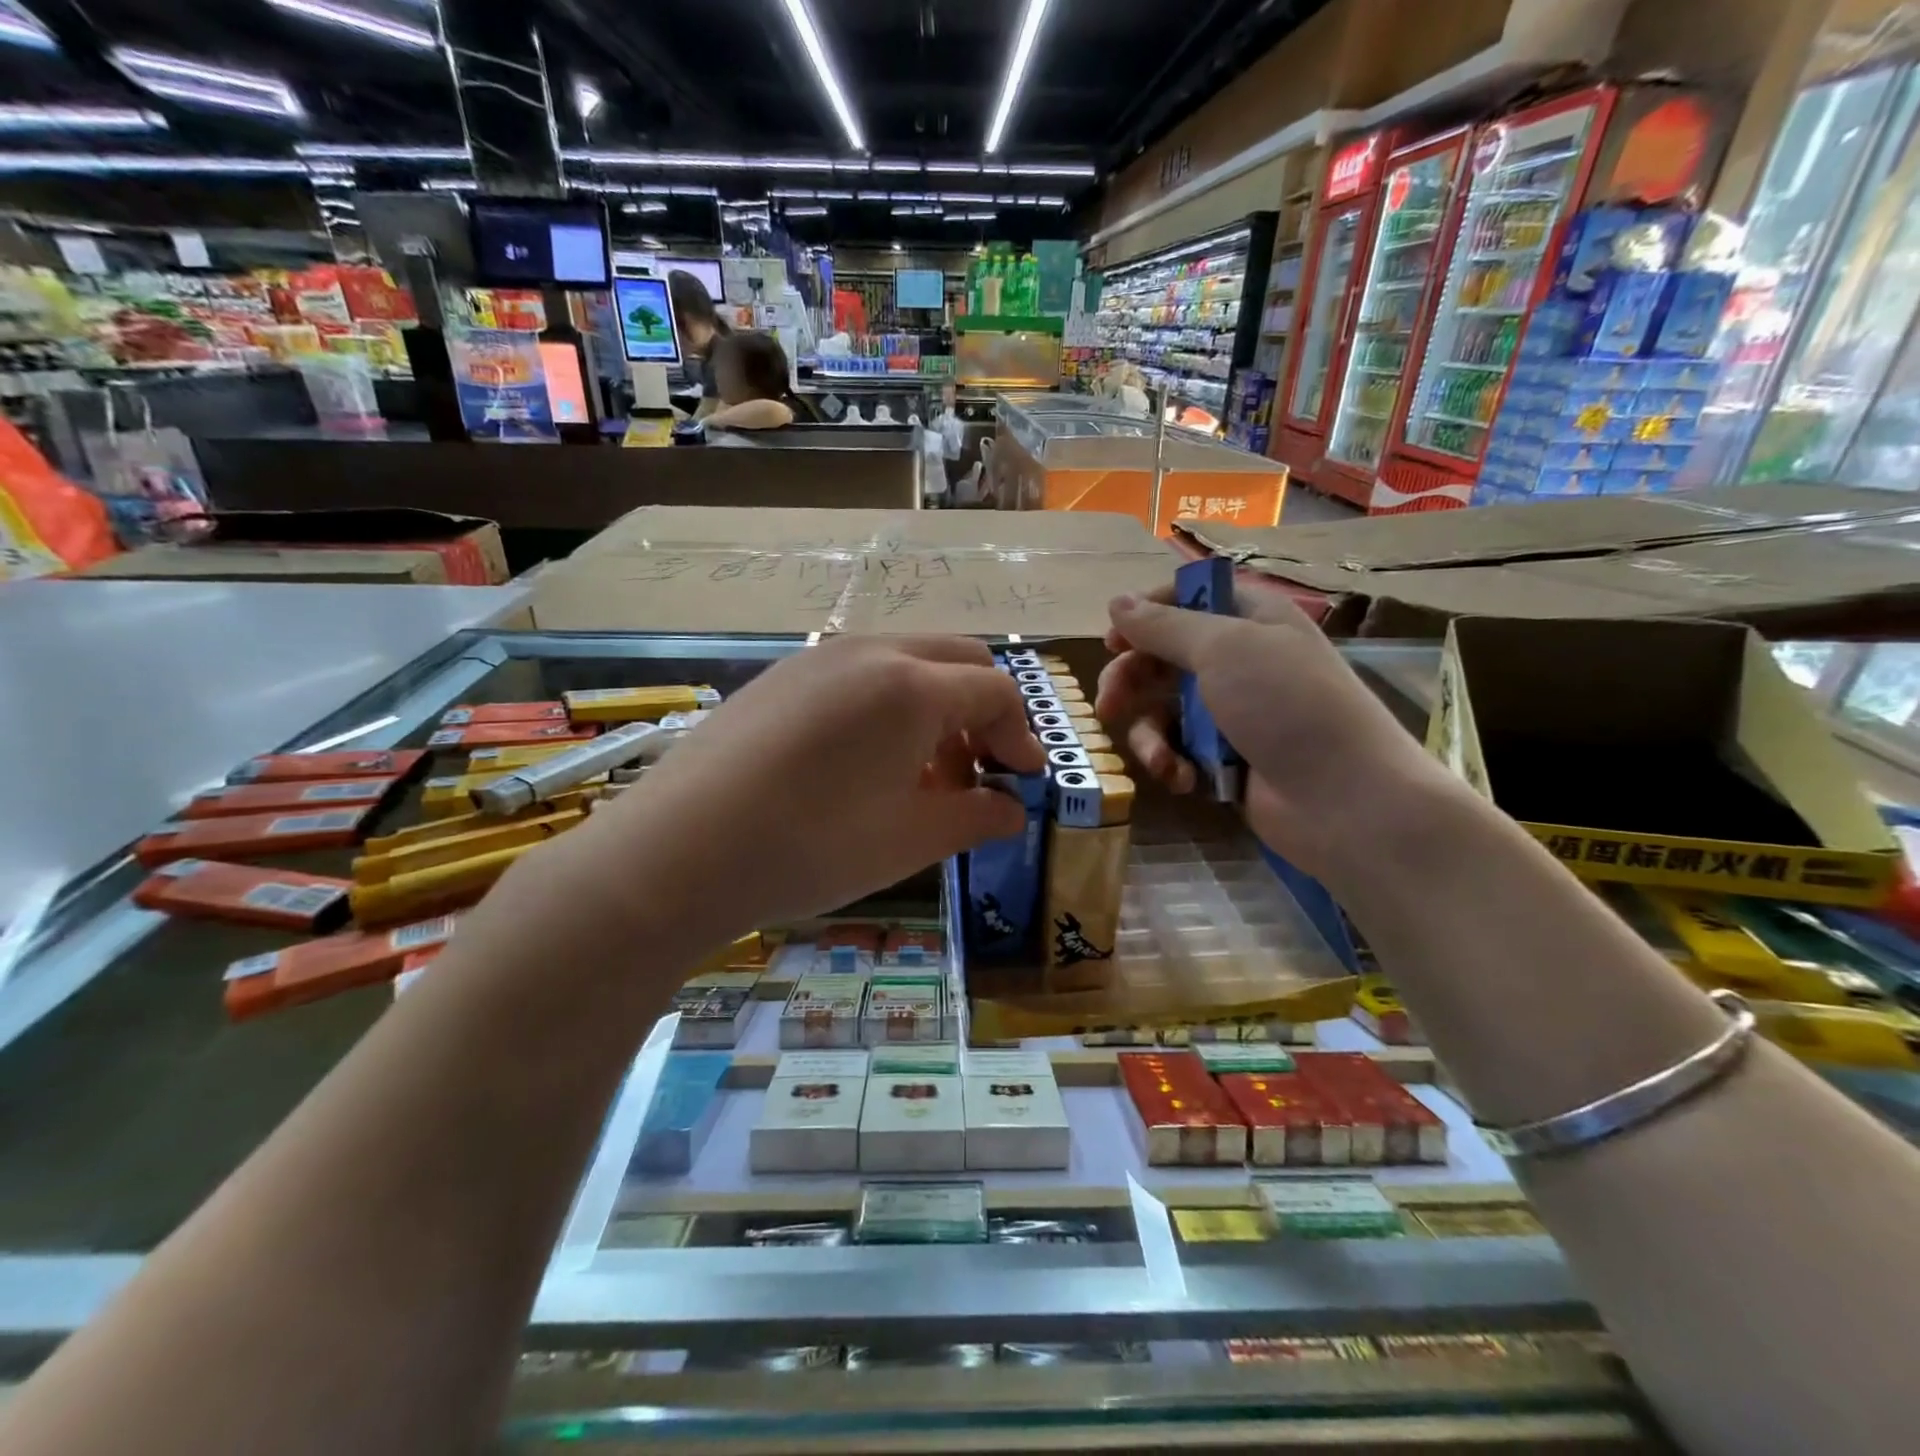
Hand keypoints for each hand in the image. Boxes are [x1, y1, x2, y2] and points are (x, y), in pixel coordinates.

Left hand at [581, 635, 1043, 942]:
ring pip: (907, 662)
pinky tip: (865, 763)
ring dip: (936, 707)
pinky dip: (889, 705)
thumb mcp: (910, 840)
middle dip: (983, 712)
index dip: (1021, 736)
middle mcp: (871, 652)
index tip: (1022, 782)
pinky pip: (859, 673)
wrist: (679, 851)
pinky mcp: (782, 674)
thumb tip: (1012, 811)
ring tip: (923, 774)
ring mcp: (820, 657)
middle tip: (979, 771)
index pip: (996, 692)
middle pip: (958, 660)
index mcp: (914, 687)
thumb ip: (976, 818)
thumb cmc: (811, 847)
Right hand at [1096, 586, 1453, 879]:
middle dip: (1132, 681)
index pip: (1188, 598)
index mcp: (1250, 619)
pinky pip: (1180, 748)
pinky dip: (1174, 762)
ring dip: (1150, 734)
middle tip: (1108, 706)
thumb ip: (1163, 626)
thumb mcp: (1224, 649)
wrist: (1344, 800)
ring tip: (1157, 758)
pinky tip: (1183, 779)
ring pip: (1164, 708)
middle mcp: (1240, 660)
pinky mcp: (1226, 758)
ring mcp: (1233, 712)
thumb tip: (1116, 602)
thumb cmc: (1286, 706)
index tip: (1113, 640)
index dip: (1146, 614)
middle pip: (1165, 656)